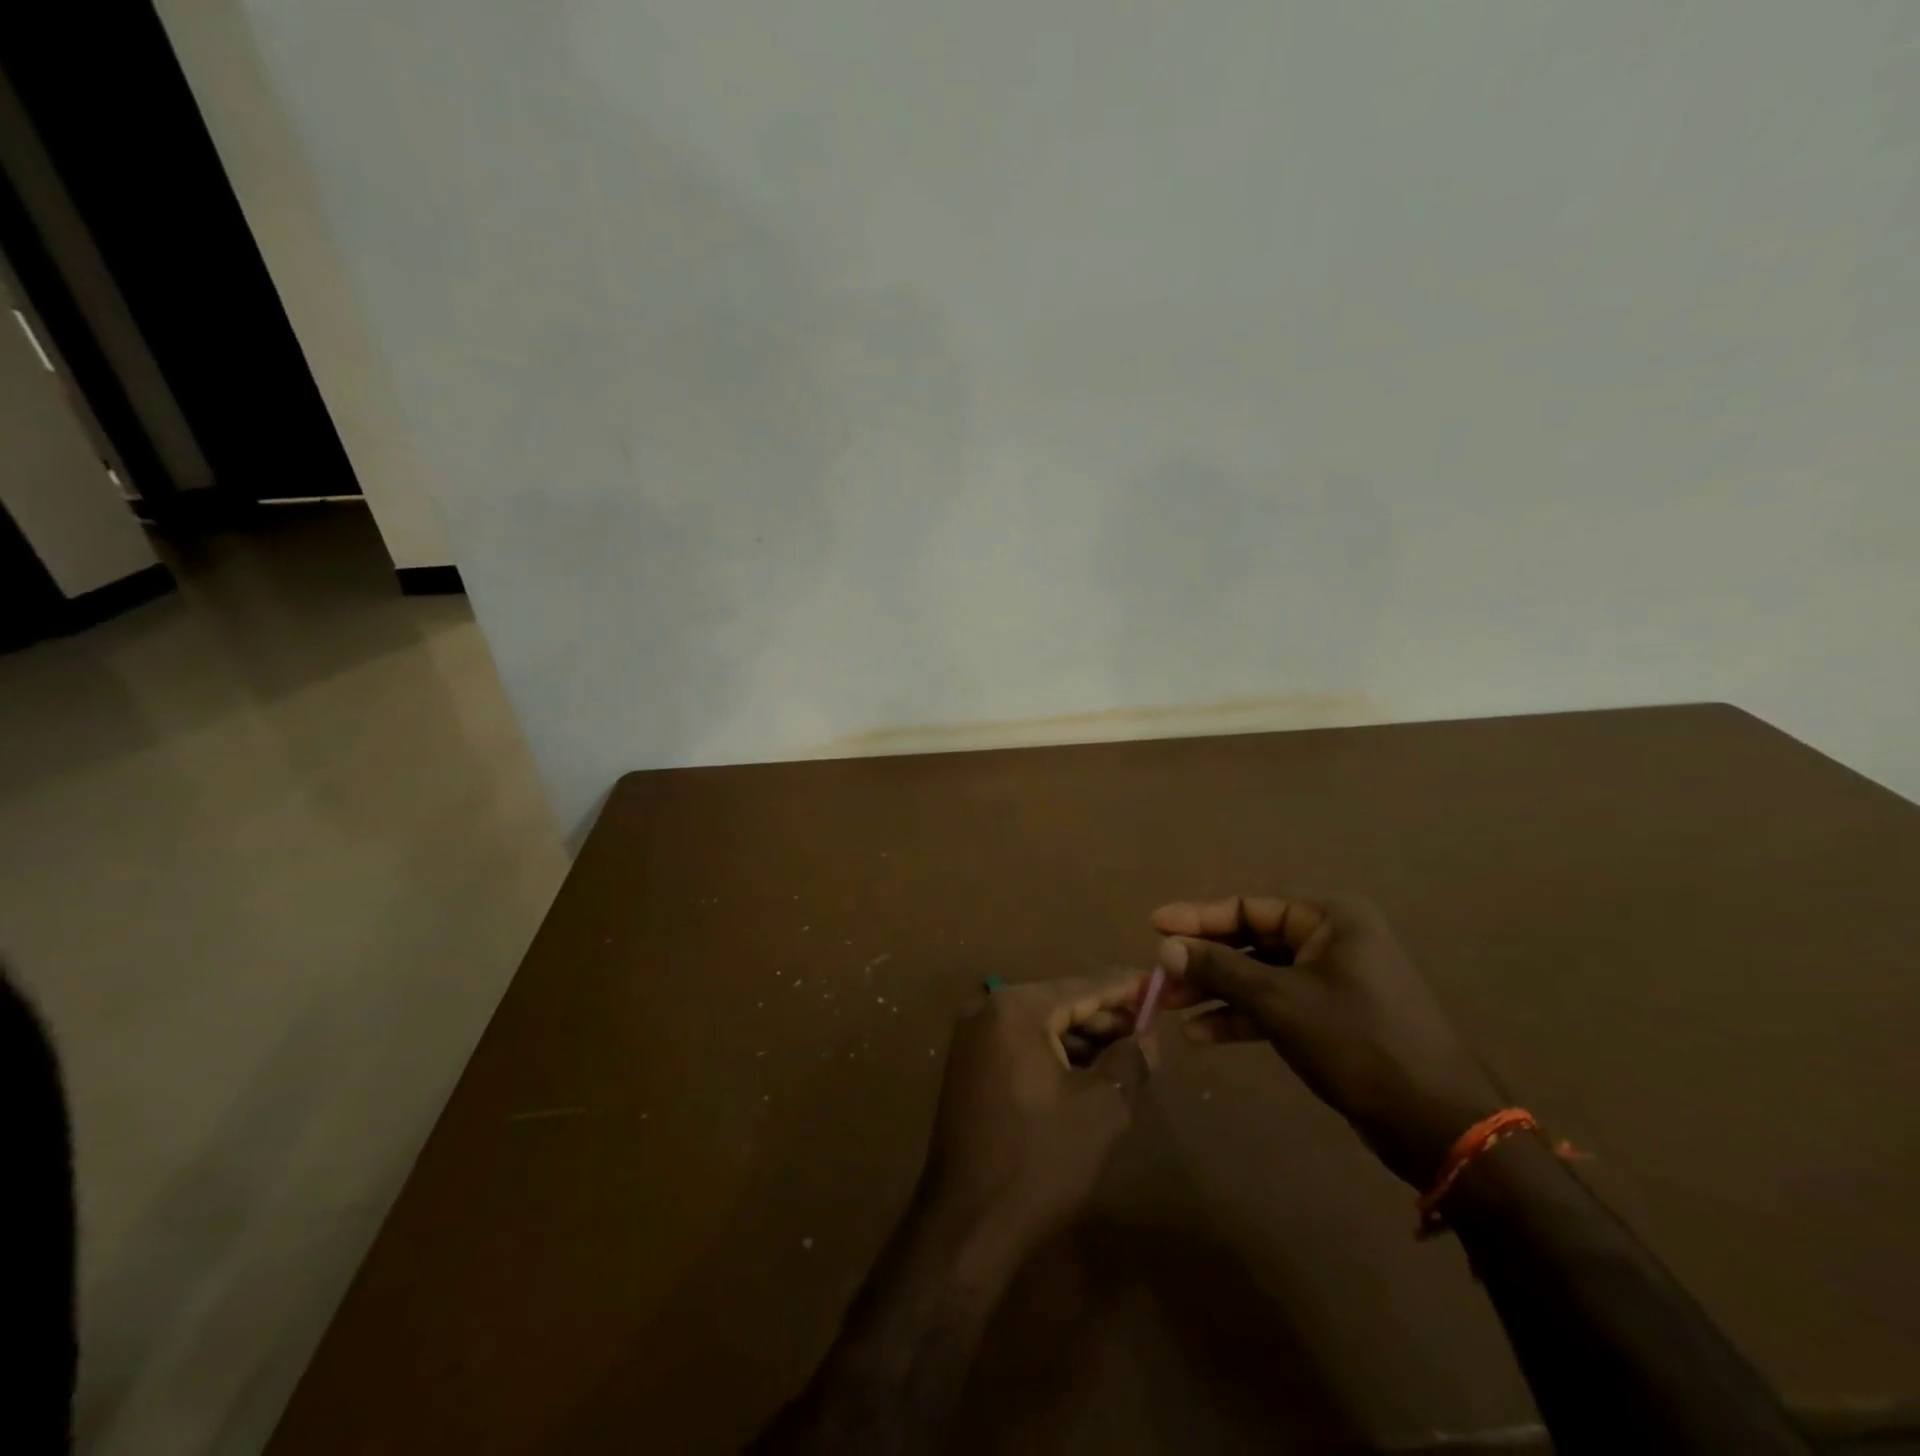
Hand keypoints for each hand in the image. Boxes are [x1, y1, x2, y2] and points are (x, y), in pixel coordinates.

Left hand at [921, 976, 1153, 1261]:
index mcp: (1017, 1008)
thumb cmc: (1041, 1160)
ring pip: (1040, 1024)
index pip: (1083, 986)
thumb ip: (1129, 1061)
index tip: (1158, 985)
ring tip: (1126, 1057)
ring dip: (1082, 1038)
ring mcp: (972, 1038)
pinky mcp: (967, 1066)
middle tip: (1148, 1031)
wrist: (968, 1223)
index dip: (1124, 988)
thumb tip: (1145, 1036)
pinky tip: (1087, 1074)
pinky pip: (1020, 1045)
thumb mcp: (1102, 1109)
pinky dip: (1054, 1054)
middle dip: (1104, 1017)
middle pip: (1059, 1002)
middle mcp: (988, 1010)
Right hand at [1154, 894, 1500, 1185]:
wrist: (1439, 1126)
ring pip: (1259, 977)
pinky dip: (1241, 1018)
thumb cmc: (1359, 1044)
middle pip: (1250, 942)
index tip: (1153, 925)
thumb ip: (1220, 970)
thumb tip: (1165, 948)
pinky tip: (1202, 1034)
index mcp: (1330, 919)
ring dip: (1215, 992)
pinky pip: (1275, 1006)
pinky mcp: (1332, 1018)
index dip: (1197, 917)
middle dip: (1202, 962)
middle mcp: (1331, 940)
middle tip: (1155, 976)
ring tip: (1168, 1008)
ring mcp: (1333, 981)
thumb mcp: (1281, 1001)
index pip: (1247, 907)